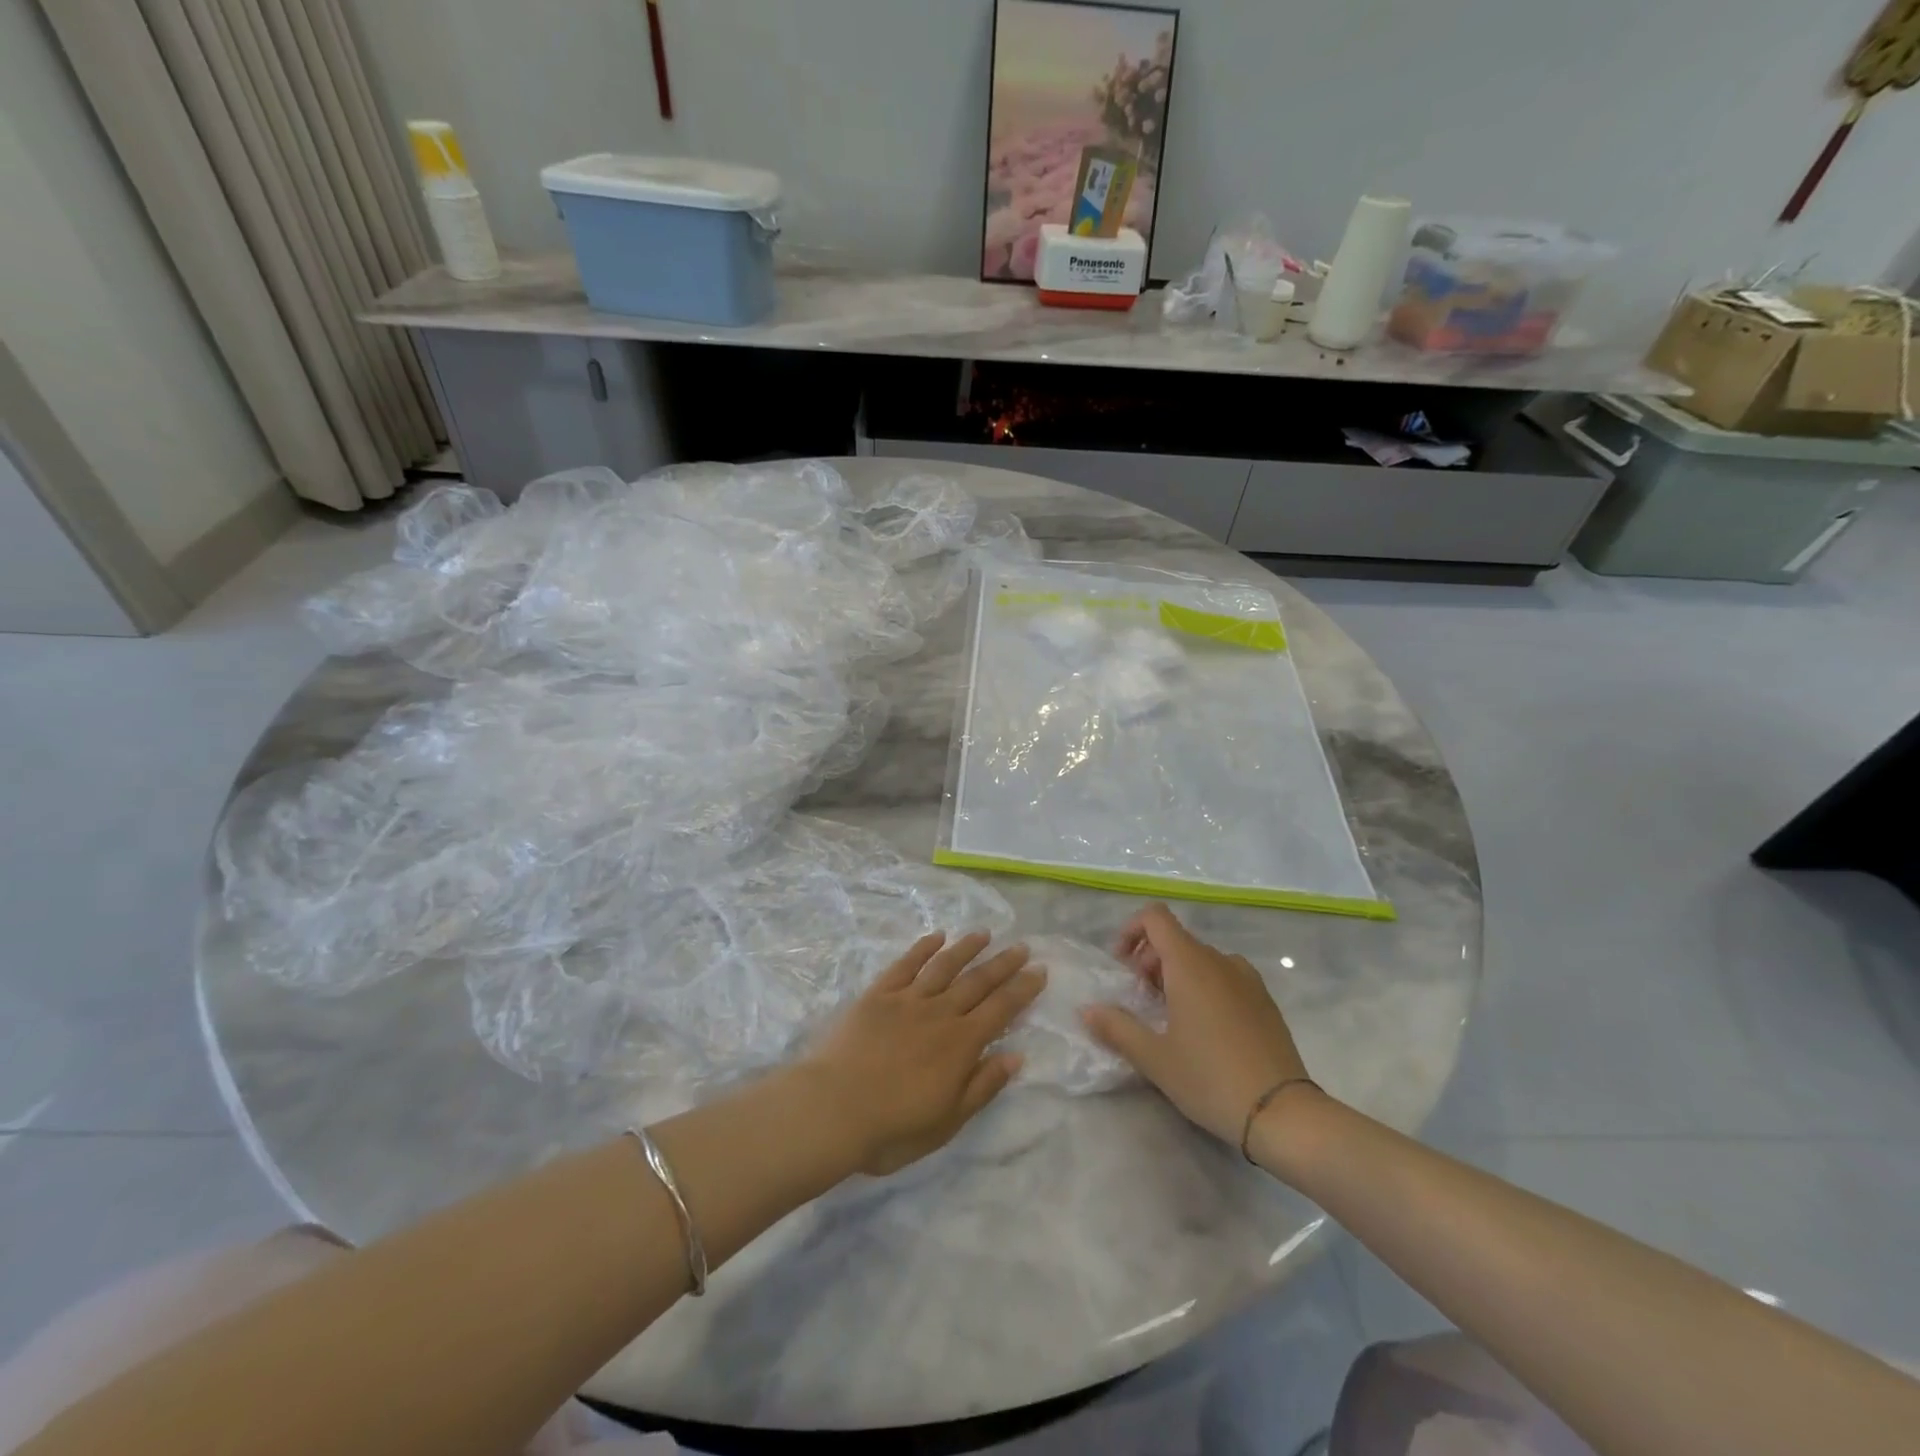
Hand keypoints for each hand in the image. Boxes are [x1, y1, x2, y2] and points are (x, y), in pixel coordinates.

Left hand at [804, 932, 1046, 1175]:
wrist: (834, 1109)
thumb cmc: (893, 1127)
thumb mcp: (948, 1121)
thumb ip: (983, 1086)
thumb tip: (1017, 1056)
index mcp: (961, 1044)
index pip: (1001, 1009)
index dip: (1023, 989)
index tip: (1039, 971)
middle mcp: (940, 1013)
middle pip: (978, 982)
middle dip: (1003, 963)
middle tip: (1022, 947)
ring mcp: (907, 1000)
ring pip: (944, 966)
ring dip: (966, 948)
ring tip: (984, 934)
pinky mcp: (878, 995)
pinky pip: (905, 965)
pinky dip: (922, 949)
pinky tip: (935, 937)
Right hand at [1081, 904, 1309, 1146]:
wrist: (1283, 1113)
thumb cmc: (1210, 1078)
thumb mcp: (1154, 1058)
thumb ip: (1116, 1028)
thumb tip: (1087, 1010)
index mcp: (1190, 963)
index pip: (1155, 917)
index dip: (1131, 931)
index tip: (1121, 967)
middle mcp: (1219, 960)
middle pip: (1176, 939)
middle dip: (1150, 961)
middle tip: (1141, 1001)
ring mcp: (1247, 979)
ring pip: (1201, 959)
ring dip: (1177, 975)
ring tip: (1171, 1017)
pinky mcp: (1265, 1000)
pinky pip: (1224, 977)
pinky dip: (1204, 987)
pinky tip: (1204, 1029)